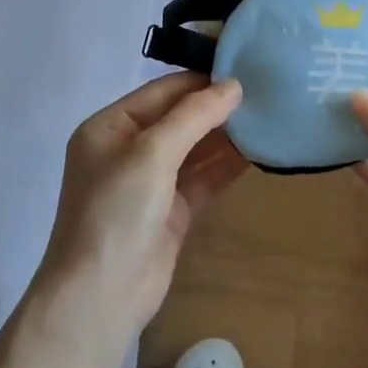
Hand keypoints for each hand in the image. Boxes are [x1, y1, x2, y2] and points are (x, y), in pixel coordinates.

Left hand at [32, 73, 246, 345]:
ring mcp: (149, 183)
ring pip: (194, 149)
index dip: (201, 81)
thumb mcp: (152, 153)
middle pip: (178, 118)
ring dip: (225, 136)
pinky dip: (226, 167)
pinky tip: (257, 152)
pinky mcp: (170, 212)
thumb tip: (234, 86)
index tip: (245, 70)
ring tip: (267, 117)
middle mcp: (127, 150)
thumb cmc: (117, 211)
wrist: (100, 298)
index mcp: (109, 127)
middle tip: (264, 92)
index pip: (161, 91)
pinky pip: (202, 179)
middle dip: (216, 108)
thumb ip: (194, 116)